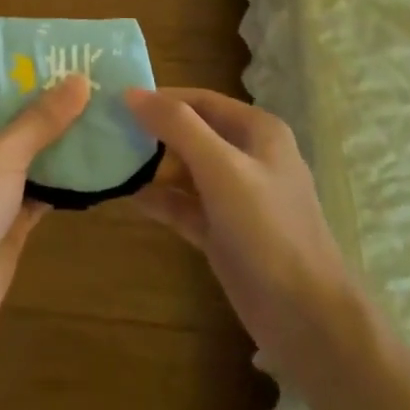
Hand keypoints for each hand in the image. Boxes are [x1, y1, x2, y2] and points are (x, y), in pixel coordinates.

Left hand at [0, 75, 90, 341]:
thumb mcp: (3, 152)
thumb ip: (41, 118)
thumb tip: (78, 80)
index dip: (23, 74)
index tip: (64, 61)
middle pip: (9, 122)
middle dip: (48, 110)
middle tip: (94, 89)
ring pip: (25, 158)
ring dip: (58, 146)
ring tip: (103, 121)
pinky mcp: (2, 222)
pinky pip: (35, 192)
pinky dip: (60, 183)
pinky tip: (96, 169)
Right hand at [126, 88, 364, 384]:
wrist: (304, 316)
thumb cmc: (267, 229)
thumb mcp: (221, 168)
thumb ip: (178, 126)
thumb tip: (131, 93)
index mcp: (257, 131)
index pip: (200, 100)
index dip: (160, 98)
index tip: (115, 101)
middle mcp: (247, 157)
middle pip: (191, 132)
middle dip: (152, 132)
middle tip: (105, 132)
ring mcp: (235, 196)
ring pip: (185, 170)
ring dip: (152, 166)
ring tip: (107, 161)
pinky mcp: (223, 230)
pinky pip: (184, 205)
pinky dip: (159, 199)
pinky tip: (126, 196)